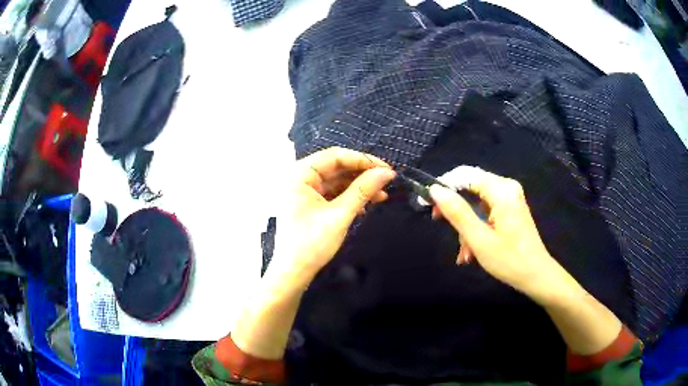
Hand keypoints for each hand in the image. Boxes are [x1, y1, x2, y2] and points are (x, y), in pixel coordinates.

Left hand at [270, 147, 395, 284]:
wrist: (294, 273)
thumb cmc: (312, 243)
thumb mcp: (340, 215)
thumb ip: (363, 190)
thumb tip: (387, 173)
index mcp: (299, 175)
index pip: (335, 156)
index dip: (362, 160)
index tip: (386, 169)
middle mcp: (300, 178)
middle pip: (336, 167)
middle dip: (362, 174)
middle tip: (387, 181)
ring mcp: (304, 192)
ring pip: (337, 181)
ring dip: (359, 187)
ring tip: (382, 196)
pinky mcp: (310, 204)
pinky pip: (333, 194)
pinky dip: (350, 197)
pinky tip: (366, 205)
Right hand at [428, 166, 566, 299]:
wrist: (536, 275)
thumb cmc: (509, 260)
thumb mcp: (479, 239)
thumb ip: (457, 212)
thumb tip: (435, 190)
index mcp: (501, 190)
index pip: (464, 175)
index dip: (442, 185)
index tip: (424, 201)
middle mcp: (506, 187)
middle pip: (470, 187)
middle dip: (455, 209)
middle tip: (438, 223)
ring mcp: (509, 198)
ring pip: (476, 202)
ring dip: (466, 226)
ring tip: (464, 253)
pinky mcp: (510, 209)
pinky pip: (485, 211)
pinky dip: (476, 228)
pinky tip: (471, 251)